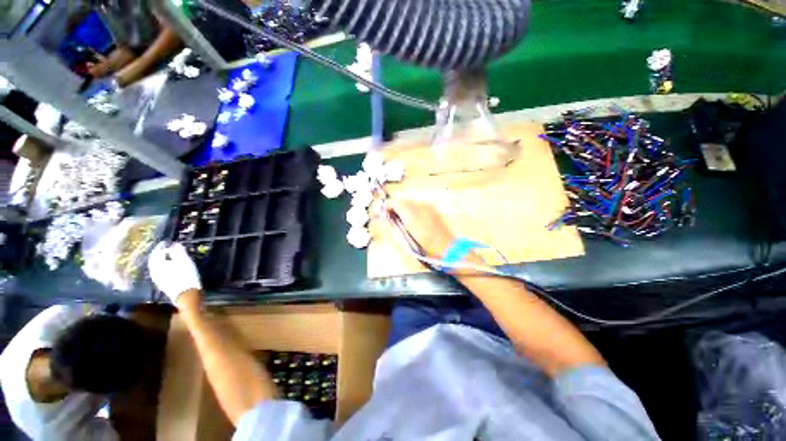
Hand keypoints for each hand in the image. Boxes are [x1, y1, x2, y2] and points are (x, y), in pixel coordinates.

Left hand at [148, 242, 201, 304]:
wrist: (186, 294)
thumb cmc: (186, 275)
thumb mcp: (185, 261)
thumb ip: (179, 251)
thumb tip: (176, 244)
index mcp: (157, 264)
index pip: (157, 252)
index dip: (162, 246)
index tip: (169, 242)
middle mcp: (154, 271)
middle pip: (155, 259)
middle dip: (161, 253)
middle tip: (169, 248)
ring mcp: (157, 279)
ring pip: (157, 266)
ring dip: (163, 261)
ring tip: (171, 257)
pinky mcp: (162, 284)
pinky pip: (160, 272)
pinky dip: (165, 267)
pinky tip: (171, 267)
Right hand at [388, 200, 455, 256]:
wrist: (446, 248)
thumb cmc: (426, 246)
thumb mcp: (404, 238)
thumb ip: (393, 225)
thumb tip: (384, 218)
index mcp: (411, 214)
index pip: (393, 202)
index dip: (386, 207)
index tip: (382, 213)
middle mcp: (420, 206)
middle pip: (401, 201)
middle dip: (394, 208)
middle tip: (390, 218)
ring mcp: (428, 206)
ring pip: (409, 202)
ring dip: (403, 209)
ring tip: (402, 221)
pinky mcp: (432, 209)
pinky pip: (418, 205)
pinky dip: (412, 210)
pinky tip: (412, 220)